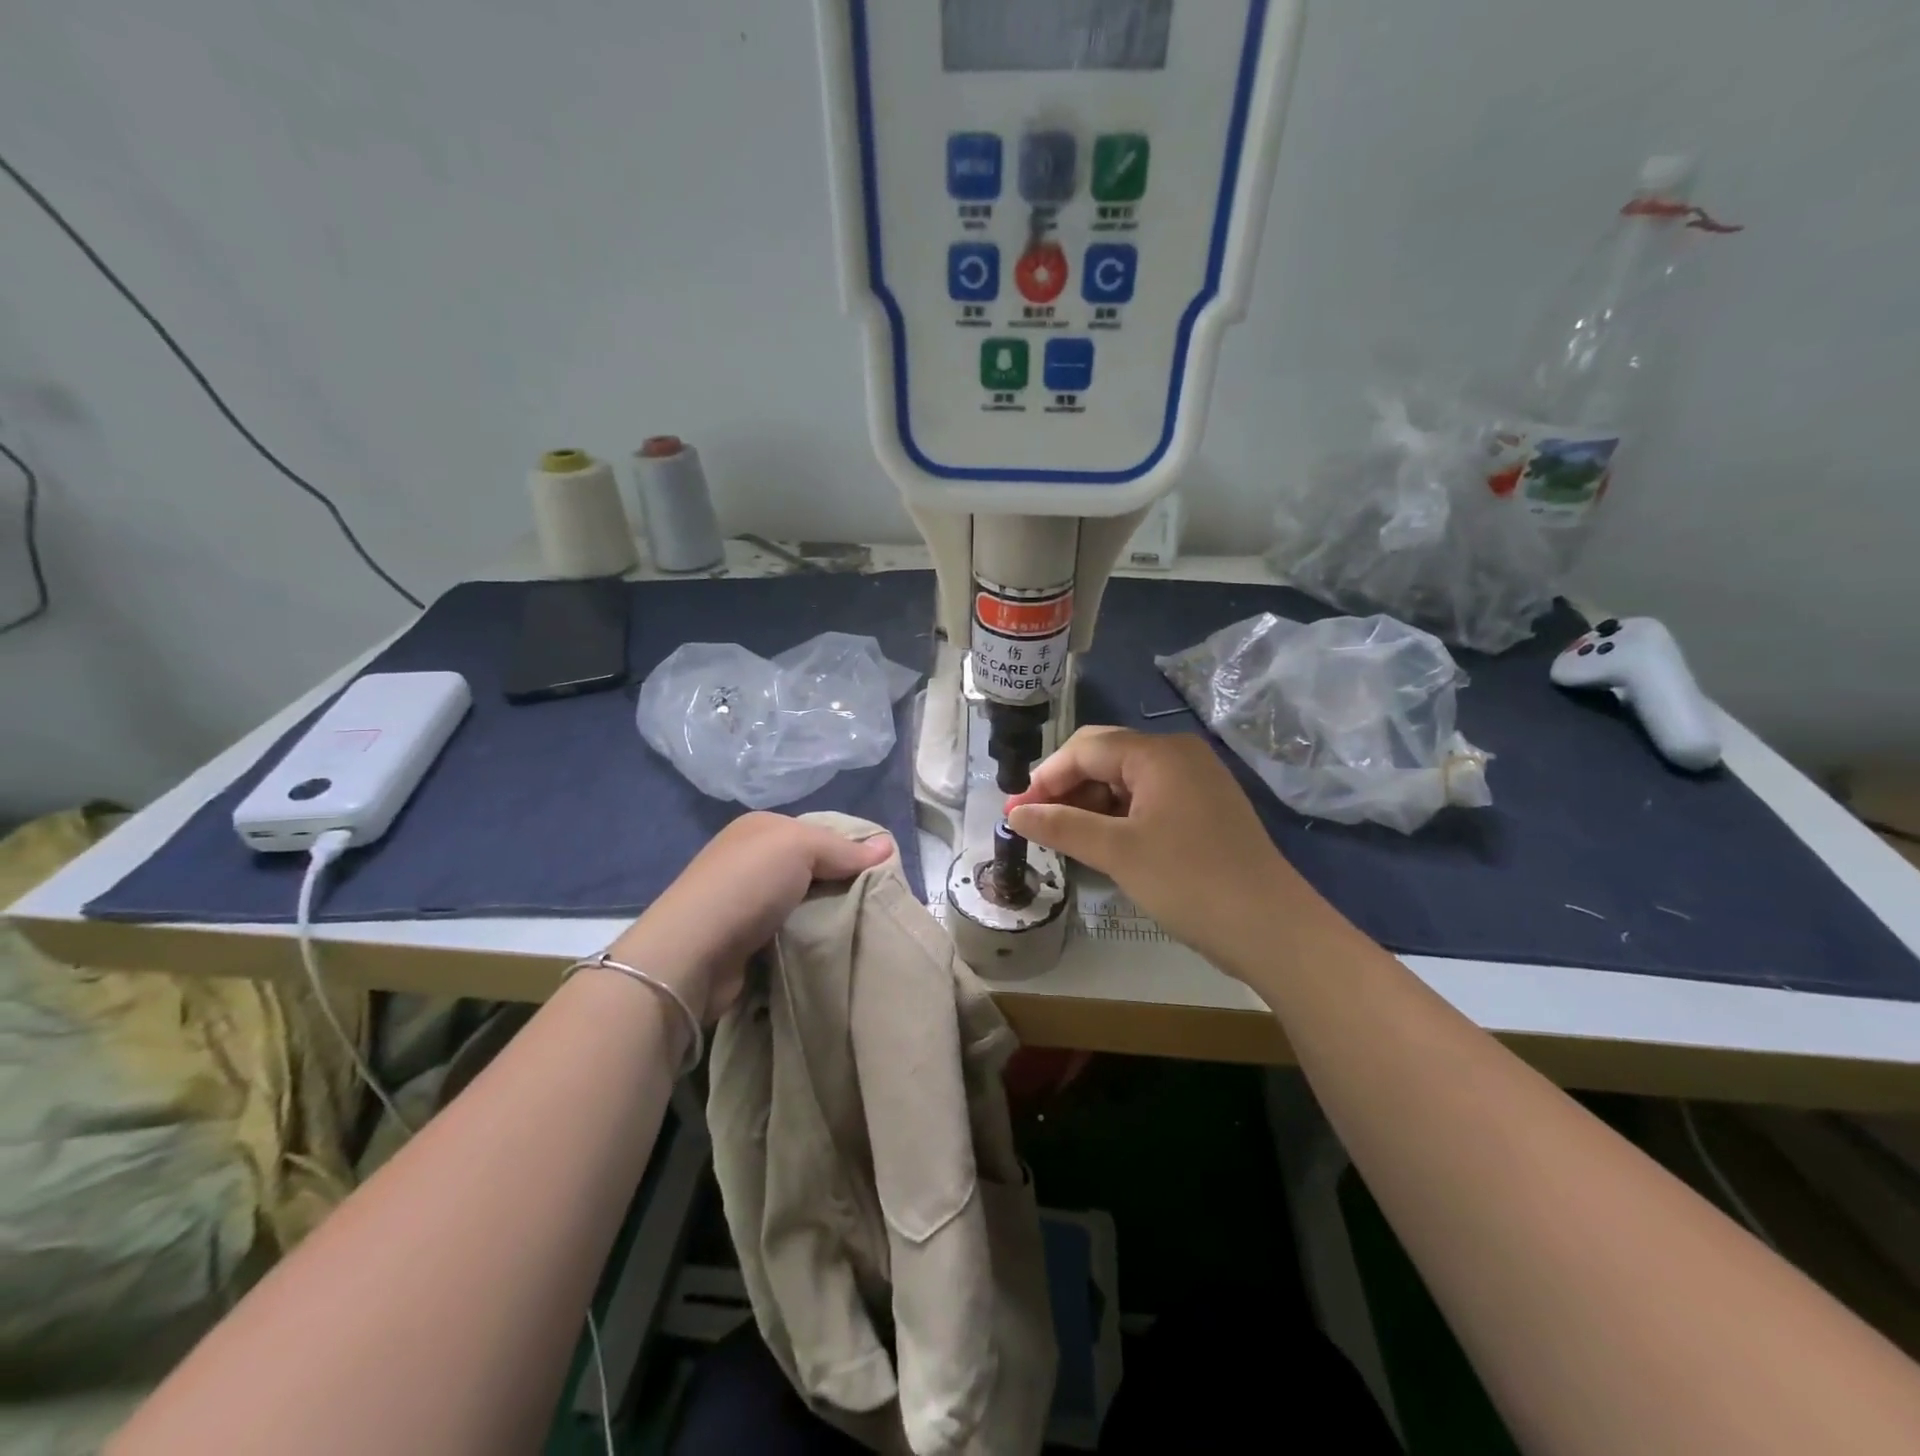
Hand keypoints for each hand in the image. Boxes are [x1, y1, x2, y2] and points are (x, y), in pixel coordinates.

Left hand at [605, 812, 891, 1023]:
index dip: (852, 849)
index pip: (820, 832)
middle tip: (878, 904)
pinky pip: (789, 930)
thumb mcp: (800, 847)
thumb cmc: (747, 885)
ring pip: (803, 901)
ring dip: (826, 914)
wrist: (691, 953)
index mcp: (761, 828)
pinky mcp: (744, 939)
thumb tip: (888, 845)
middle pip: (813, 867)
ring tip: (861, 928)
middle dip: (842, 884)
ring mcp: (745, 900)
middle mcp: (750, 858)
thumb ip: (844, 849)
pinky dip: (807, 937)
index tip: (884, 873)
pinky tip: (827, 946)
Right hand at [1006, 728, 1332, 977]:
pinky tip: (1101, 841)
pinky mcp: (1204, 808)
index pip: (1085, 748)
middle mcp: (1178, 755)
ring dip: (1090, 803)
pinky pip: (1148, 798)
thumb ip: (1062, 826)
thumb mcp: (1117, 852)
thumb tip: (1015, 813)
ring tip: (1062, 836)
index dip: (1045, 777)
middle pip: (1105, 757)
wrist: (1270, 928)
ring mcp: (1196, 781)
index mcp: (1159, 753)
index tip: (1015, 812)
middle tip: (1034, 823)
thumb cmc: (1188, 880)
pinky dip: (1118, 815)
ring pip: (1126, 780)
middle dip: (1065, 787)